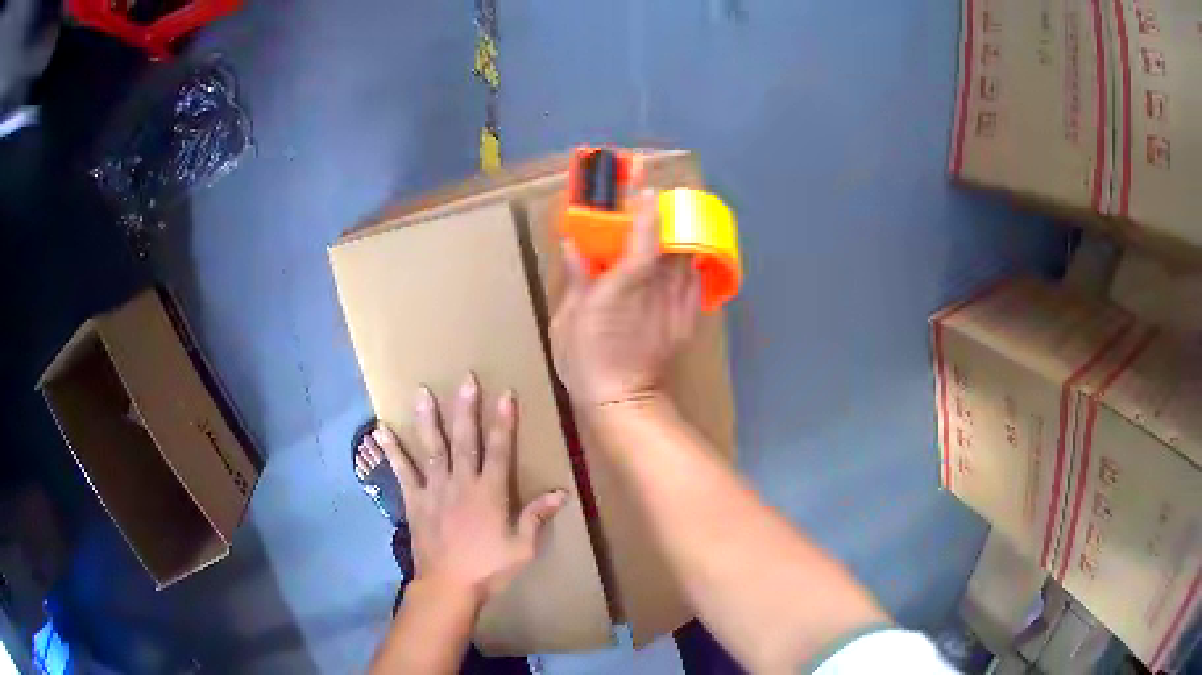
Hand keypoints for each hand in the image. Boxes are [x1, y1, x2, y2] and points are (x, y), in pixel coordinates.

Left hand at [370, 374, 567, 605]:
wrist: (448, 586)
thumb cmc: (488, 568)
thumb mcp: (522, 547)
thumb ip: (537, 517)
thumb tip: (561, 492)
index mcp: (490, 492)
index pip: (500, 450)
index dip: (504, 422)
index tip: (505, 394)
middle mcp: (461, 482)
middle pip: (465, 440)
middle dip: (466, 408)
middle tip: (466, 378)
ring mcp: (434, 489)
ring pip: (432, 448)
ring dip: (428, 419)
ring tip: (422, 391)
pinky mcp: (414, 500)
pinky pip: (402, 471)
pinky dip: (391, 451)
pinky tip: (380, 430)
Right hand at [551, 190, 701, 404]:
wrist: (624, 402)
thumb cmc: (587, 362)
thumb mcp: (568, 320)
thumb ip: (578, 278)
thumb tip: (575, 246)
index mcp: (625, 284)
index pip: (644, 234)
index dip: (645, 205)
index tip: (644, 182)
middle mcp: (659, 288)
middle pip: (674, 240)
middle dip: (667, 216)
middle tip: (653, 204)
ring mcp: (679, 303)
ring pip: (688, 256)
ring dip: (677, 237)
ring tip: (664, 230)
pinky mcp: (688, 318)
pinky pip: (694, 279)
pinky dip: (687, 263)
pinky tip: (675, 263)